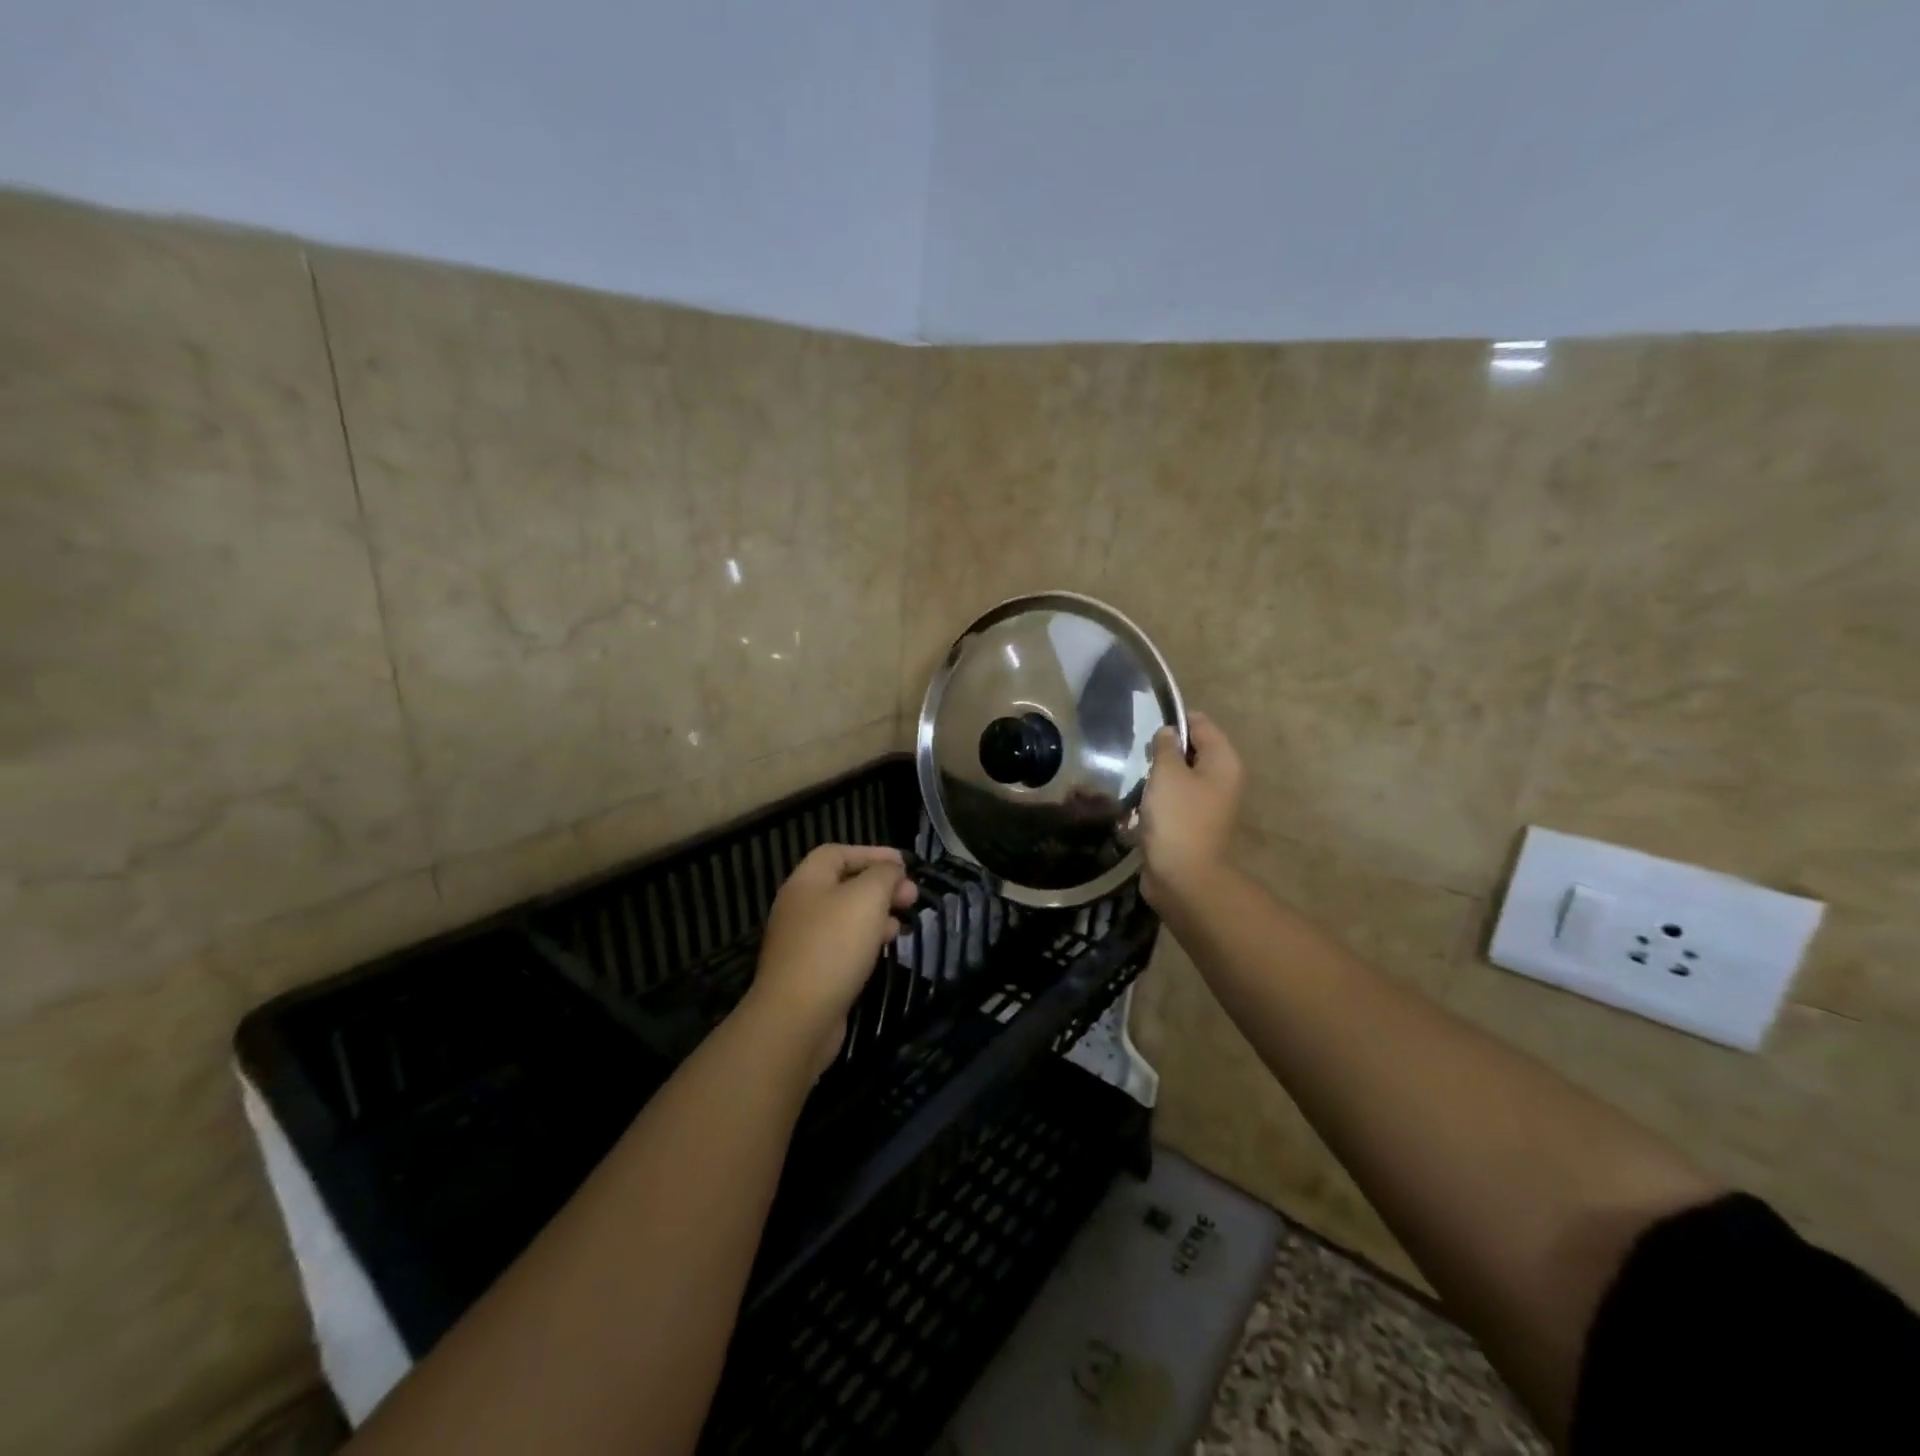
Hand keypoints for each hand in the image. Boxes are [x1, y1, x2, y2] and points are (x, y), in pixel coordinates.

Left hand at [747, 844, 917, 1074]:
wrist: (797, 1018)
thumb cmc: (833, 946)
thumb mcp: (867, 898)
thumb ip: (883, 875)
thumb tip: (892, 870)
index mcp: (806, 881)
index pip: (838, 853)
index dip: (872, 853)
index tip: (904, 865)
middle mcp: (800, 906)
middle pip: (843, 884)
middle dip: (881, 885)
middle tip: (912, 896)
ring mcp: (803, 941)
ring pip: (846, 916)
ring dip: (877, 913)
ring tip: (905, 920)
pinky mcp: (811, 971)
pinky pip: (843, 944)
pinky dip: (867, 939)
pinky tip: (886, 947)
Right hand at [1139, 711, 1244, 908]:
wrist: (1183, 877)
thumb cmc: (1177, 818)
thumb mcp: (1168, 773)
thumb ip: (1166, 747)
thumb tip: (1168, 733)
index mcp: (1223, 762)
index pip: (1201, 724)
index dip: (1174, 720)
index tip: (1146, 725)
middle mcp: (1221, 779)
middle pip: (1191, 750)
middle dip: (1163, 750)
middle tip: (1136, 753)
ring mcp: (1208, 804)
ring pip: (1179, 777)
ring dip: (1157, 777)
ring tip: (1134, 778)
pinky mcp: (1191, 824)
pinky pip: (1173, 801)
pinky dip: (1156, 799)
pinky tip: (1137, 804)